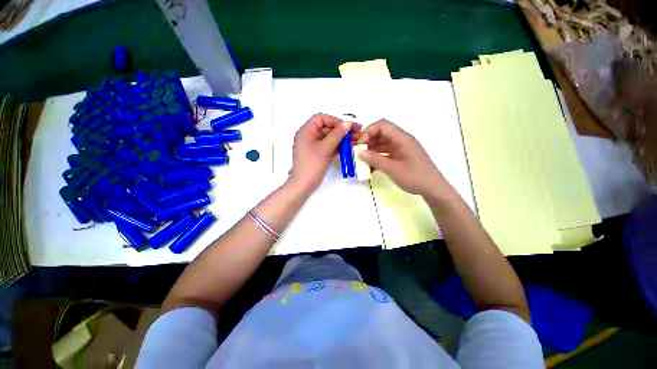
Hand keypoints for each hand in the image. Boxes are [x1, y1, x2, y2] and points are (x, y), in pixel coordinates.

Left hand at [289, 114, 360, 192]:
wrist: (303, 185)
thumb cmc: (312, 165)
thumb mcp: (325, 148)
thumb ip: (337, 134)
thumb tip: (347, 123)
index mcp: (306, 131)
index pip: (321, 119)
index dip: (335, 120)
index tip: (347, 126)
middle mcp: (309, 136)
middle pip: (327, 128)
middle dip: (341, 130)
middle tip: (357, 132)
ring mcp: (313, 146)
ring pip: (329, 138)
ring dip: (342, 138)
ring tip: (356, 140)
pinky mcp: (317, 155)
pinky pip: (329, 146)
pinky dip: (338, 146)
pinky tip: (349, 148)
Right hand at [357, 120, 449, 196]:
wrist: (433, 189)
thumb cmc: (414, 177)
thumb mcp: (392, 169)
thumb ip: (375, 160)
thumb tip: (360, 153)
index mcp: (402, 138)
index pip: (382, 125)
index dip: (368, 132)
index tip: (360, 145)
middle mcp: (402, 140)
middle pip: (381, 134)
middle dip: (368, 142)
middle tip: (359, 154)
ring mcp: (402, 149)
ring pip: (383, 144)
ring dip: (372, 151)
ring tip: (363, 162)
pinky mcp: (402, 157)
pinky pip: (387, 153)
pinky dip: (378, 157)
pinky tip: (371, 167)